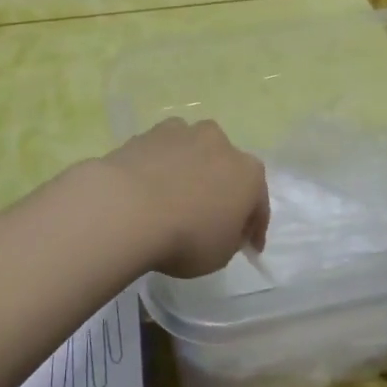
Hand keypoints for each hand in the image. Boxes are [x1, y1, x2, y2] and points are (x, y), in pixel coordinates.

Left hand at [92, 118, 268, 277]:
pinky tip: (149, 185)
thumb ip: (231, 237)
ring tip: (175, 196)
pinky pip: (164, 151)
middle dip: (222, 188)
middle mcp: (220, 143)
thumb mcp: (220, 255)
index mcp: (249, 173)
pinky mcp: (150, 132)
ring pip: (195, 152)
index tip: (249, 247)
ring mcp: (184, 132)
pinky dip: (162, 165)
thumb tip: (226, 226)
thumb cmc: (186, 237)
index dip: (254, 227)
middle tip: (210, 216)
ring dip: (191, 170)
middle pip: (227, 168)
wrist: (127, 207)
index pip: (259, 202)